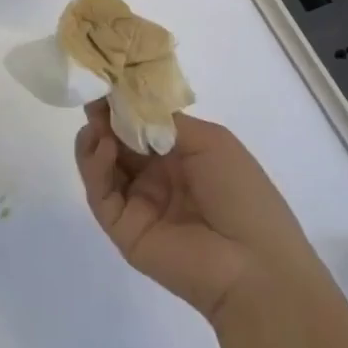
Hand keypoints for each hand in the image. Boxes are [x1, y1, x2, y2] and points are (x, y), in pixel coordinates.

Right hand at [75, 99, 311, 320]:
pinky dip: (95, 166)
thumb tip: (125, 102)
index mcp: (182, 157)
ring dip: (95, 139)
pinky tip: (103, 146)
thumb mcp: (210, 142)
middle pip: (118, 143)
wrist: (254, 264)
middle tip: (93, 98)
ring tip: (96, 122)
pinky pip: (101, 194)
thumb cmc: (241, 193)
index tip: (107, 83)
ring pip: (103, 167)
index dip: (125, 106)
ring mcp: (138, 204)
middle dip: (104, 118)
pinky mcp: (123, 229)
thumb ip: (165, 121)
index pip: (143, 126)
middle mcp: (157, 178)